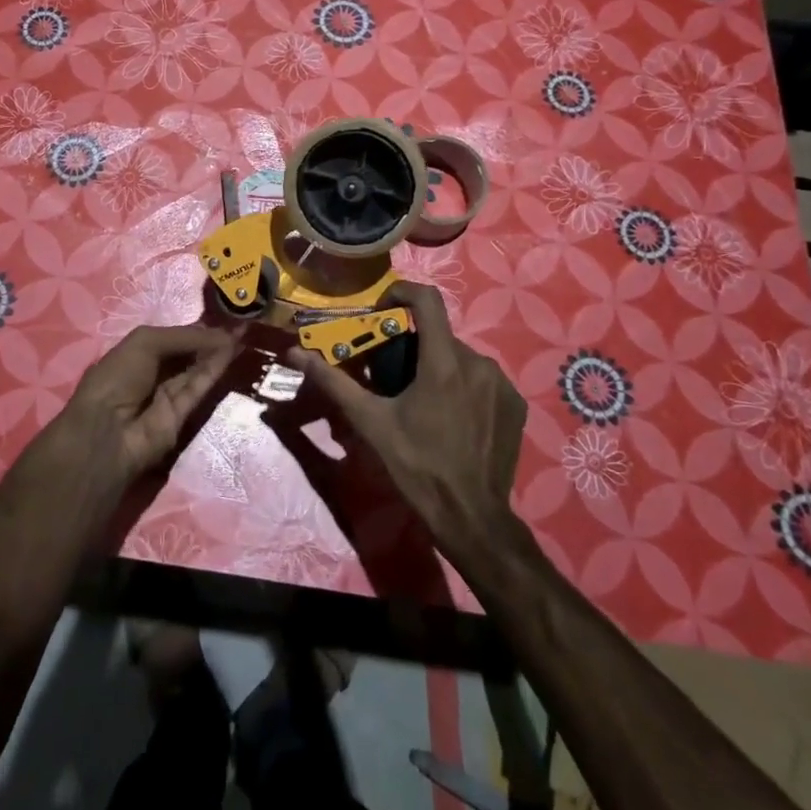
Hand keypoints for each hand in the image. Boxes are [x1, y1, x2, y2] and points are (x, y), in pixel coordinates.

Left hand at [2, 325, 237, 527]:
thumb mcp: (145, 342)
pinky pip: (200, 387)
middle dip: (211, 339)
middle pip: (187, 353)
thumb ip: (184, 336)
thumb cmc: (119, 376)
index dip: (195, 328)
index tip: (222, 317)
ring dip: (217, 352)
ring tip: (242, 334)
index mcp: (136, 353)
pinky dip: (215, 370)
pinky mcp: (183, 415)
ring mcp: (168, 395)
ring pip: (197, 369)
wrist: (109, 431)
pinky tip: (231, 352)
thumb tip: (221, 334)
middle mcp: (153, 372)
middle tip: (239, 324)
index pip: (172, 337)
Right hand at [287, 284, 526, 573]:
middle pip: (440, 335)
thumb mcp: (370, 423)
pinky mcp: (516, 404)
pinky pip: (483, 379)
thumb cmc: (416, 466)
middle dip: (414, 345)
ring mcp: (502, 384)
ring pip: (461, 357)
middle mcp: (479, 364)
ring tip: (422, 401)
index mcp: (444, 363)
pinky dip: (464, 386)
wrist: (471, 517)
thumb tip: (295, 354)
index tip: (383, 308)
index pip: (428, 300)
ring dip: (439, 367)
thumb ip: (334, 382)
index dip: (402, 292)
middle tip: (393, 375)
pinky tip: (452, 417)